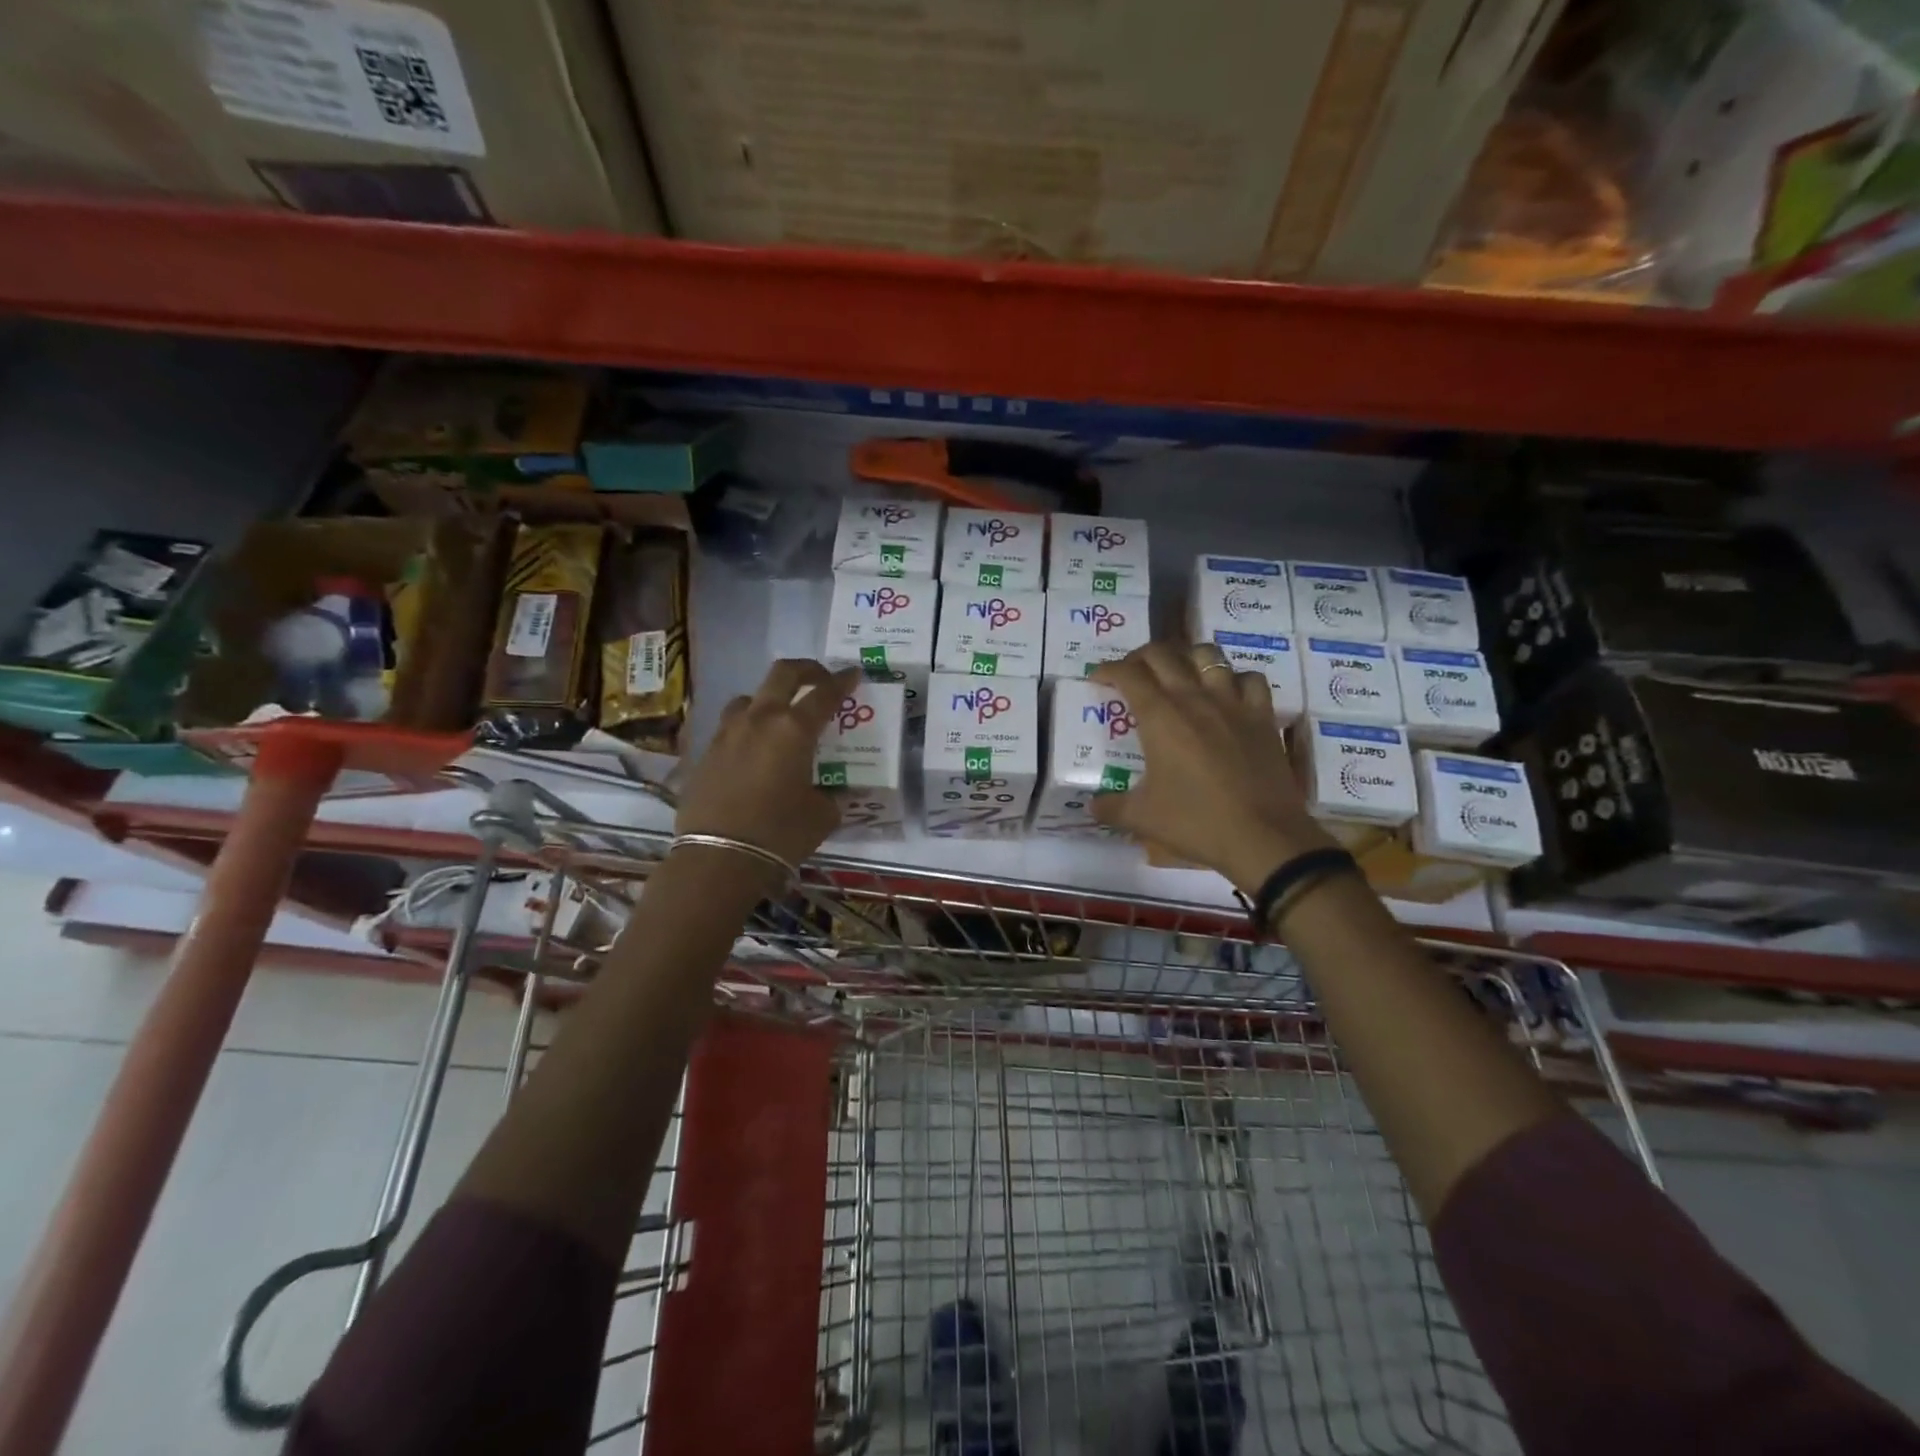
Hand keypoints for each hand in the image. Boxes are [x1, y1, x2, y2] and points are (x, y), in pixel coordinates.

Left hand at [675, 659, 862, 874]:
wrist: (718, 858)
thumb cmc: (780, 834)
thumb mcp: (822, 815)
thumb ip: (832, 795)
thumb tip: (833, 791)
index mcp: (794, 730)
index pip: (825, 693)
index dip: (843, 681)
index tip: (853, 674)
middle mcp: (759, 720)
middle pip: (782, 674)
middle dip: (806, 670)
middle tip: (820, 678)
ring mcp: (727, 733)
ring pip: (749, 698)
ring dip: (769, 699)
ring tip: (780, 717)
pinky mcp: (705, 753)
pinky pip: (730, 727)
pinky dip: (747, 728)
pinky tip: (753, 750)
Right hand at [1090, 643, 1334, 894]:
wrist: (1262, 837)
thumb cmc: (1196, 822)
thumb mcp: (1141, 818)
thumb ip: (1110, 807)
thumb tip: (1092, 805)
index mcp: (1160, 716)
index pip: (1128, 674)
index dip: (1108, 669)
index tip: (1098, 678)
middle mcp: (1194, 698)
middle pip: (1163, 654)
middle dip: (1140, 657)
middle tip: (1131, 673)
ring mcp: (1232, 703)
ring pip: (1207, 655)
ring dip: (1186, 658)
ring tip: (1178, 674)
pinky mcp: (1262, 716)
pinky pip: (1249, 679)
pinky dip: (1234, 679)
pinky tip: (1227, 694)